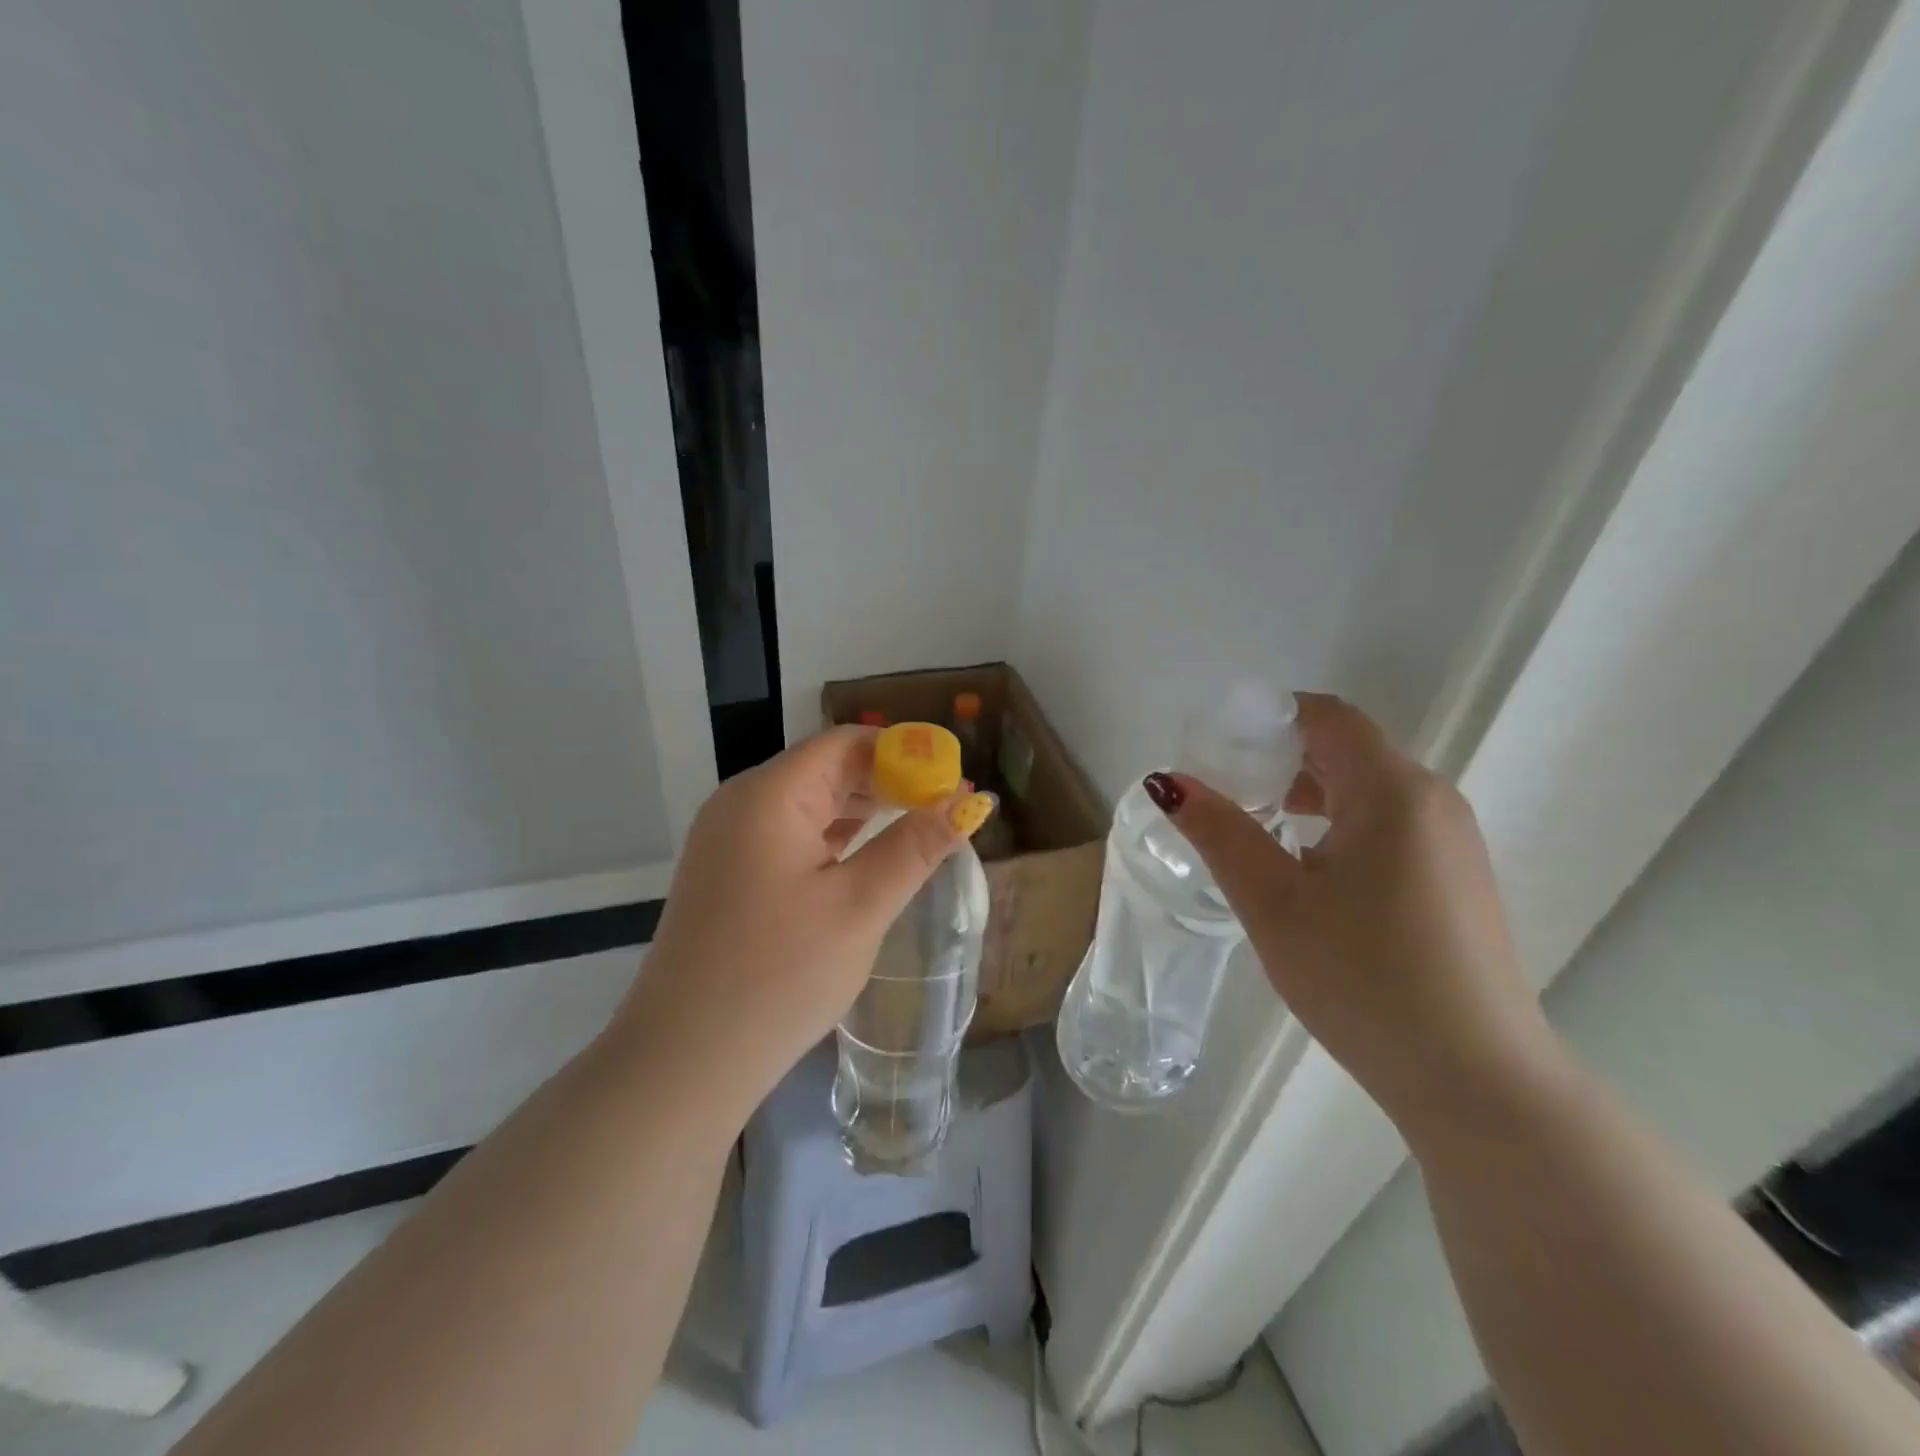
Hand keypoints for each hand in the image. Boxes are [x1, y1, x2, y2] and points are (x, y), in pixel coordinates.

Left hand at [610, 727, 992, 1116]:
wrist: (683, 1062)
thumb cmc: (778, 976)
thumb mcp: (860, 907)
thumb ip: (916, 846)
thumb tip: (969, 802)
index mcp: (769, 795)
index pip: (845, 743)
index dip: (904, 751)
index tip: (952, 776)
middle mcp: (741, 803)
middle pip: (825, 769)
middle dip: (888, 782)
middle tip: (945, 808)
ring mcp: (727, 840)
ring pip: (808, 803)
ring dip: (862, 811)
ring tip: (917, 828)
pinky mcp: (726, 874)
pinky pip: (788, 836)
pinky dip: (832, 838)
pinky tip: (865, 857)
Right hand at [1151, 693, 1554, 1127]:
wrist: (1476, 1080)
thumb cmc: (1364, 978)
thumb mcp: (1273, 902)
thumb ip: (1219, 832)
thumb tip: (1168, 782)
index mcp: (1393, 791)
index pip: (1327, 716)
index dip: (1268, 718)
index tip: (1217, 746)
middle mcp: (1433, 801)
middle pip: (1347, 749)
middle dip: (1280, 757)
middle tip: (1223, 788)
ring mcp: (1452, 843)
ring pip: (1368, 790)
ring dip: (1308, 793)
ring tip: (1256, 826)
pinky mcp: (1457, 880)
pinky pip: (1389, 826)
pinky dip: (1339, 824)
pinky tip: (1307, 870)